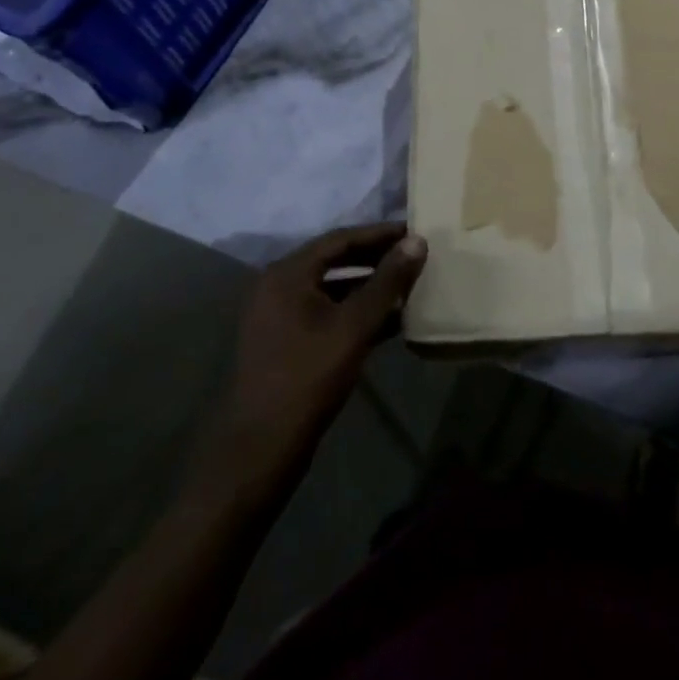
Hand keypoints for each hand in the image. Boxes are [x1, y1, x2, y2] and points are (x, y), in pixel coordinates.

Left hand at [200, 223, 426, 493]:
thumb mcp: (355, 325)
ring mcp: (279, 316)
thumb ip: (388, 281)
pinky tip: (390, 321)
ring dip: (369, 287)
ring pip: (333, 288)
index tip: (414, 231)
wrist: (260, 448)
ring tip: (409, 286)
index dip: (380, 233)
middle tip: (415, 255)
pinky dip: (356, 311)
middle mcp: (278, 287)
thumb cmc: (308, 377)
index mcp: (287, 274)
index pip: (341, 239)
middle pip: (335, 260)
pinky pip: (327, 312)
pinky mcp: (286, 342)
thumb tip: (418, 241)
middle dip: (376, 259)